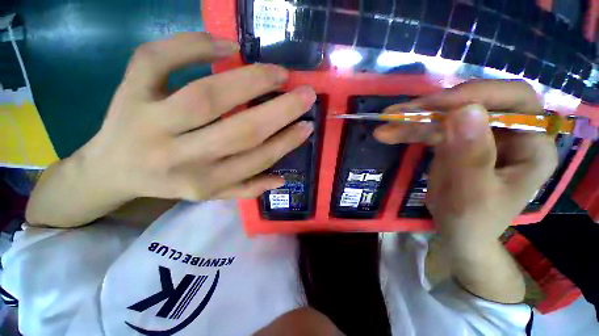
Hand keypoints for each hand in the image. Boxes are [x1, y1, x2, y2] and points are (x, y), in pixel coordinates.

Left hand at [26, 33, 315, 226]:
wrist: (111, 169)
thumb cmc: (169, 181)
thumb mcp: (210, 195)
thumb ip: (245, 189)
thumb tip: (280, 180)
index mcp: (203, 182)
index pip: (256, 159)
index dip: (286, 142)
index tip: (307, 125)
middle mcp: (180, 157)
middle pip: (240, 130)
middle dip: (281, 110)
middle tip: (306, 93)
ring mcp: (149, 121)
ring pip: (207, 96)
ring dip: (251, 80)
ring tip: (278, 73)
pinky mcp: (129, 91)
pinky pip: (158, 60)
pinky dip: (193, 45)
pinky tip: (226, 45)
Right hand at [375, 80, 557, 248]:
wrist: (457, 233)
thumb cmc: (472, 221)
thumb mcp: (472, 195)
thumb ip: (472, 156)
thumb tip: (464, 110)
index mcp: (533, 145)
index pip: (515, 100)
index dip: (476, 95)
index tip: (435, 106)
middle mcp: (511, 132)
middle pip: (475, 103)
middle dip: (434, 108)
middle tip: (399, 114)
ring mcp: (481, 135)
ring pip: (447, 115)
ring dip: (413, 120)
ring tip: (385, 126)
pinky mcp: (457, 140)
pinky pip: (433, 129)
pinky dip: (410, 131)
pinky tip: (389, 134)